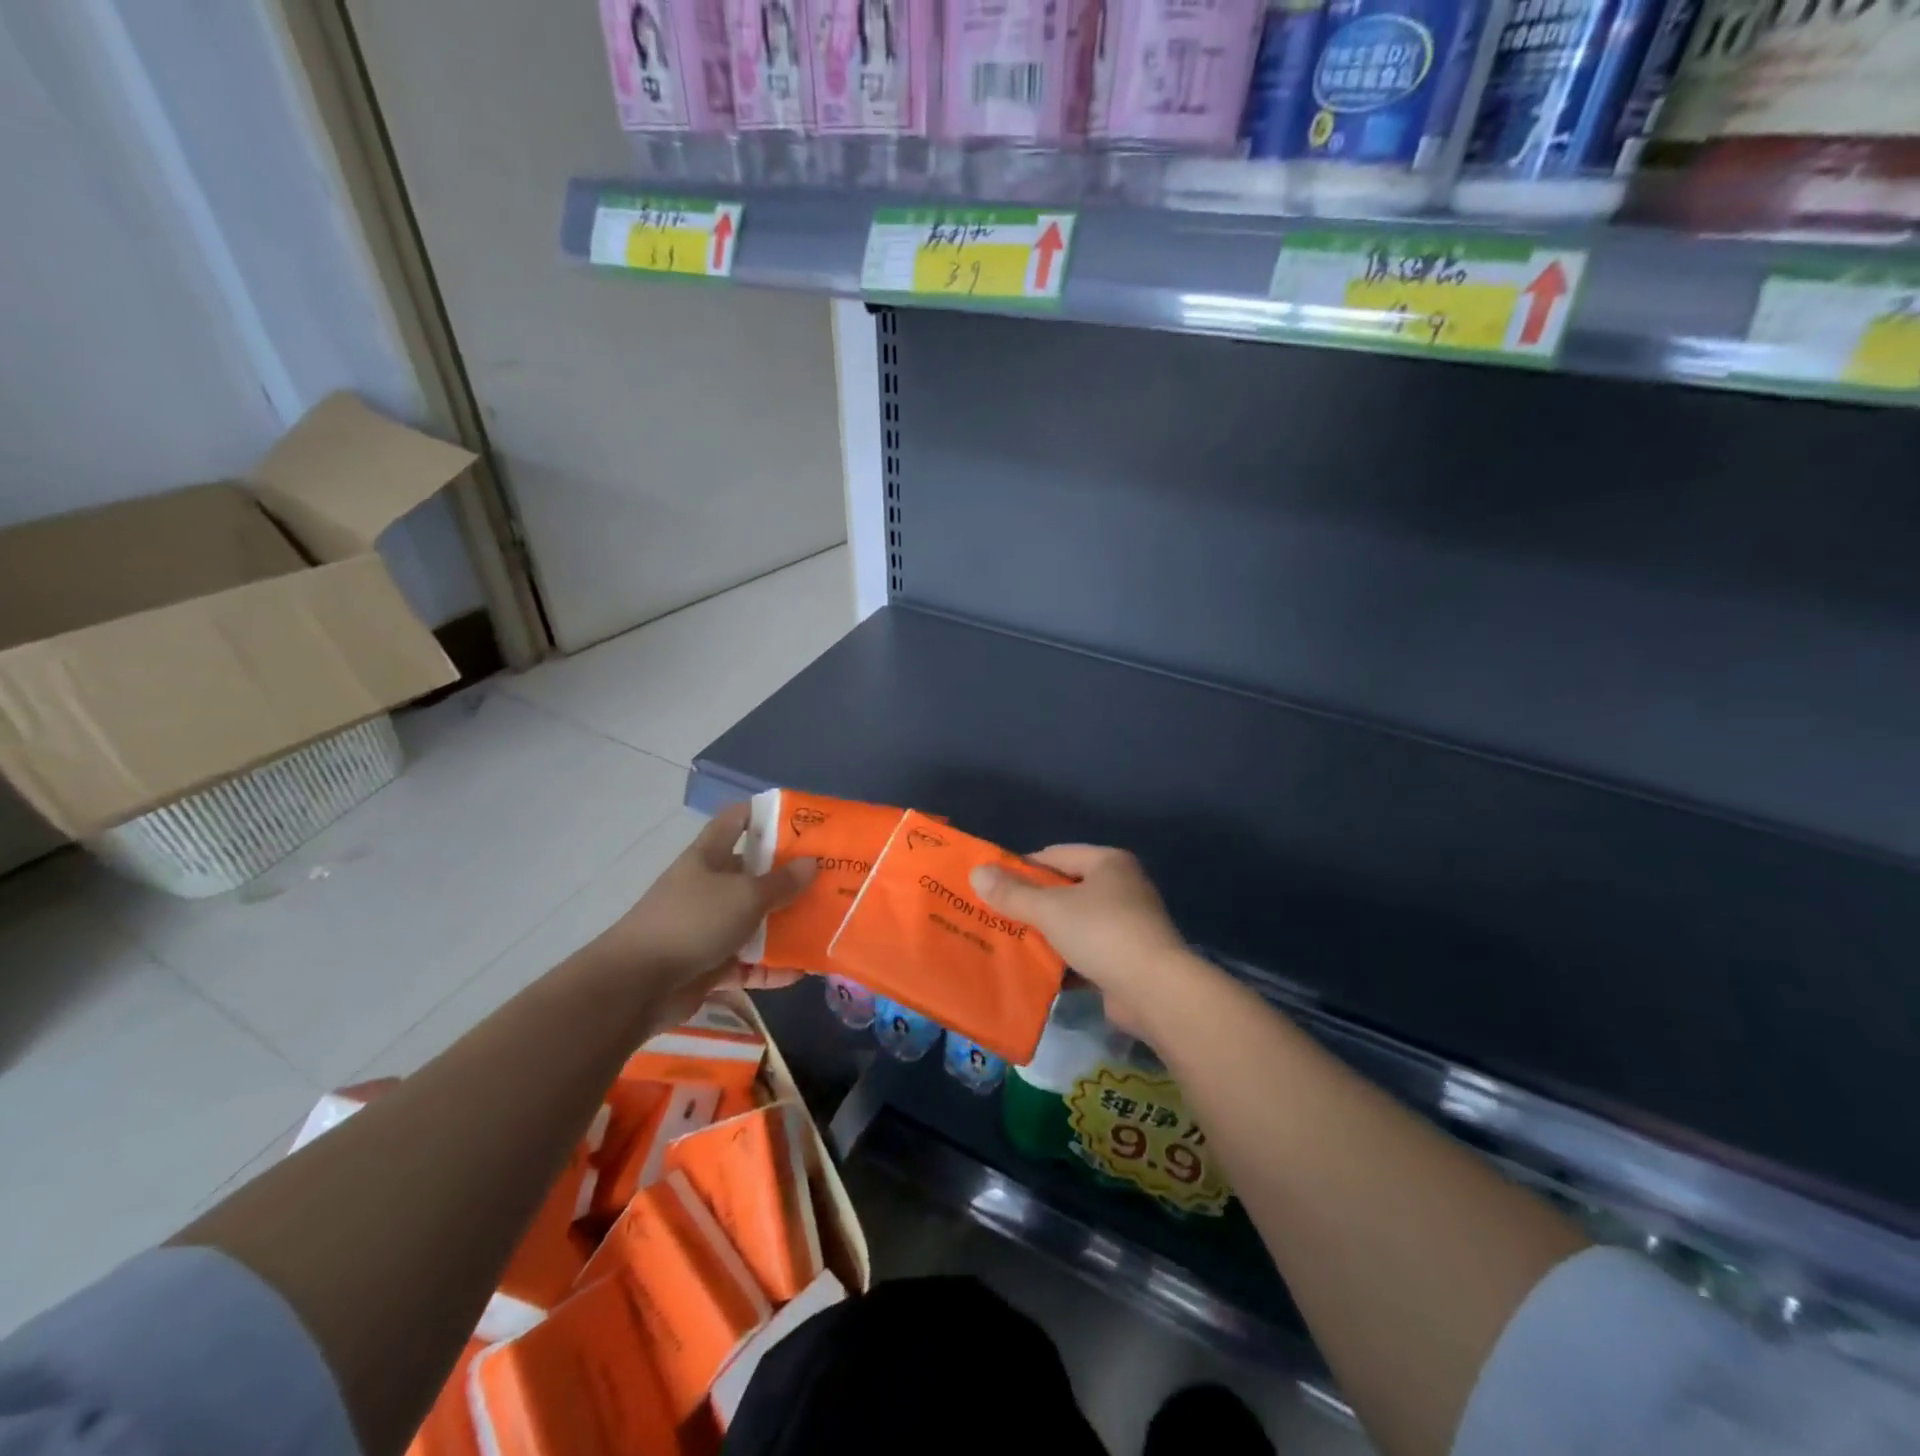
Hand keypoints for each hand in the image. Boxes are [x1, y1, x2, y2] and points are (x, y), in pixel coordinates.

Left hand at [589, 804, 814, 1016]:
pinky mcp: (709, 966)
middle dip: (787, 877)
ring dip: (784, 926)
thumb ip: (781, 882)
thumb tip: (811, 863)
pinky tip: (802, 970)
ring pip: (753, 922)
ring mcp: (707, 928)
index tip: (798, 818)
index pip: (735, 822)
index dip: (762, 814)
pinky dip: (771, 968)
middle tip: (828, 877)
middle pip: (752, 875)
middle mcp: (707, 888)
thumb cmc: (693, 921)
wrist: (637, 985)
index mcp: (708, 857)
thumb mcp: (745, 896)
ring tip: (823, 925)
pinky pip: (748, 964)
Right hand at [969, 846, 1195, 1034]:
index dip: (1022, 868)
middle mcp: (1122, 887)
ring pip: (1074, 923)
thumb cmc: (1102, 933)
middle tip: (995, 915)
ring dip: (1046, 934)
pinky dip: (1064, 960)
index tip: (992, 885)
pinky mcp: (1128, 958)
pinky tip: (1037, 972)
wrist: (1156, 991)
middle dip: (1031, 904)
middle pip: (1065, 889)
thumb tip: (977, 872)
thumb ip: (1013, 893)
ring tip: (1009, 943)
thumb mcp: (1050, 909)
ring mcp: (1128, 924)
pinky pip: (1086, 952)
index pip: (1055, 855)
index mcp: (1108, 863)